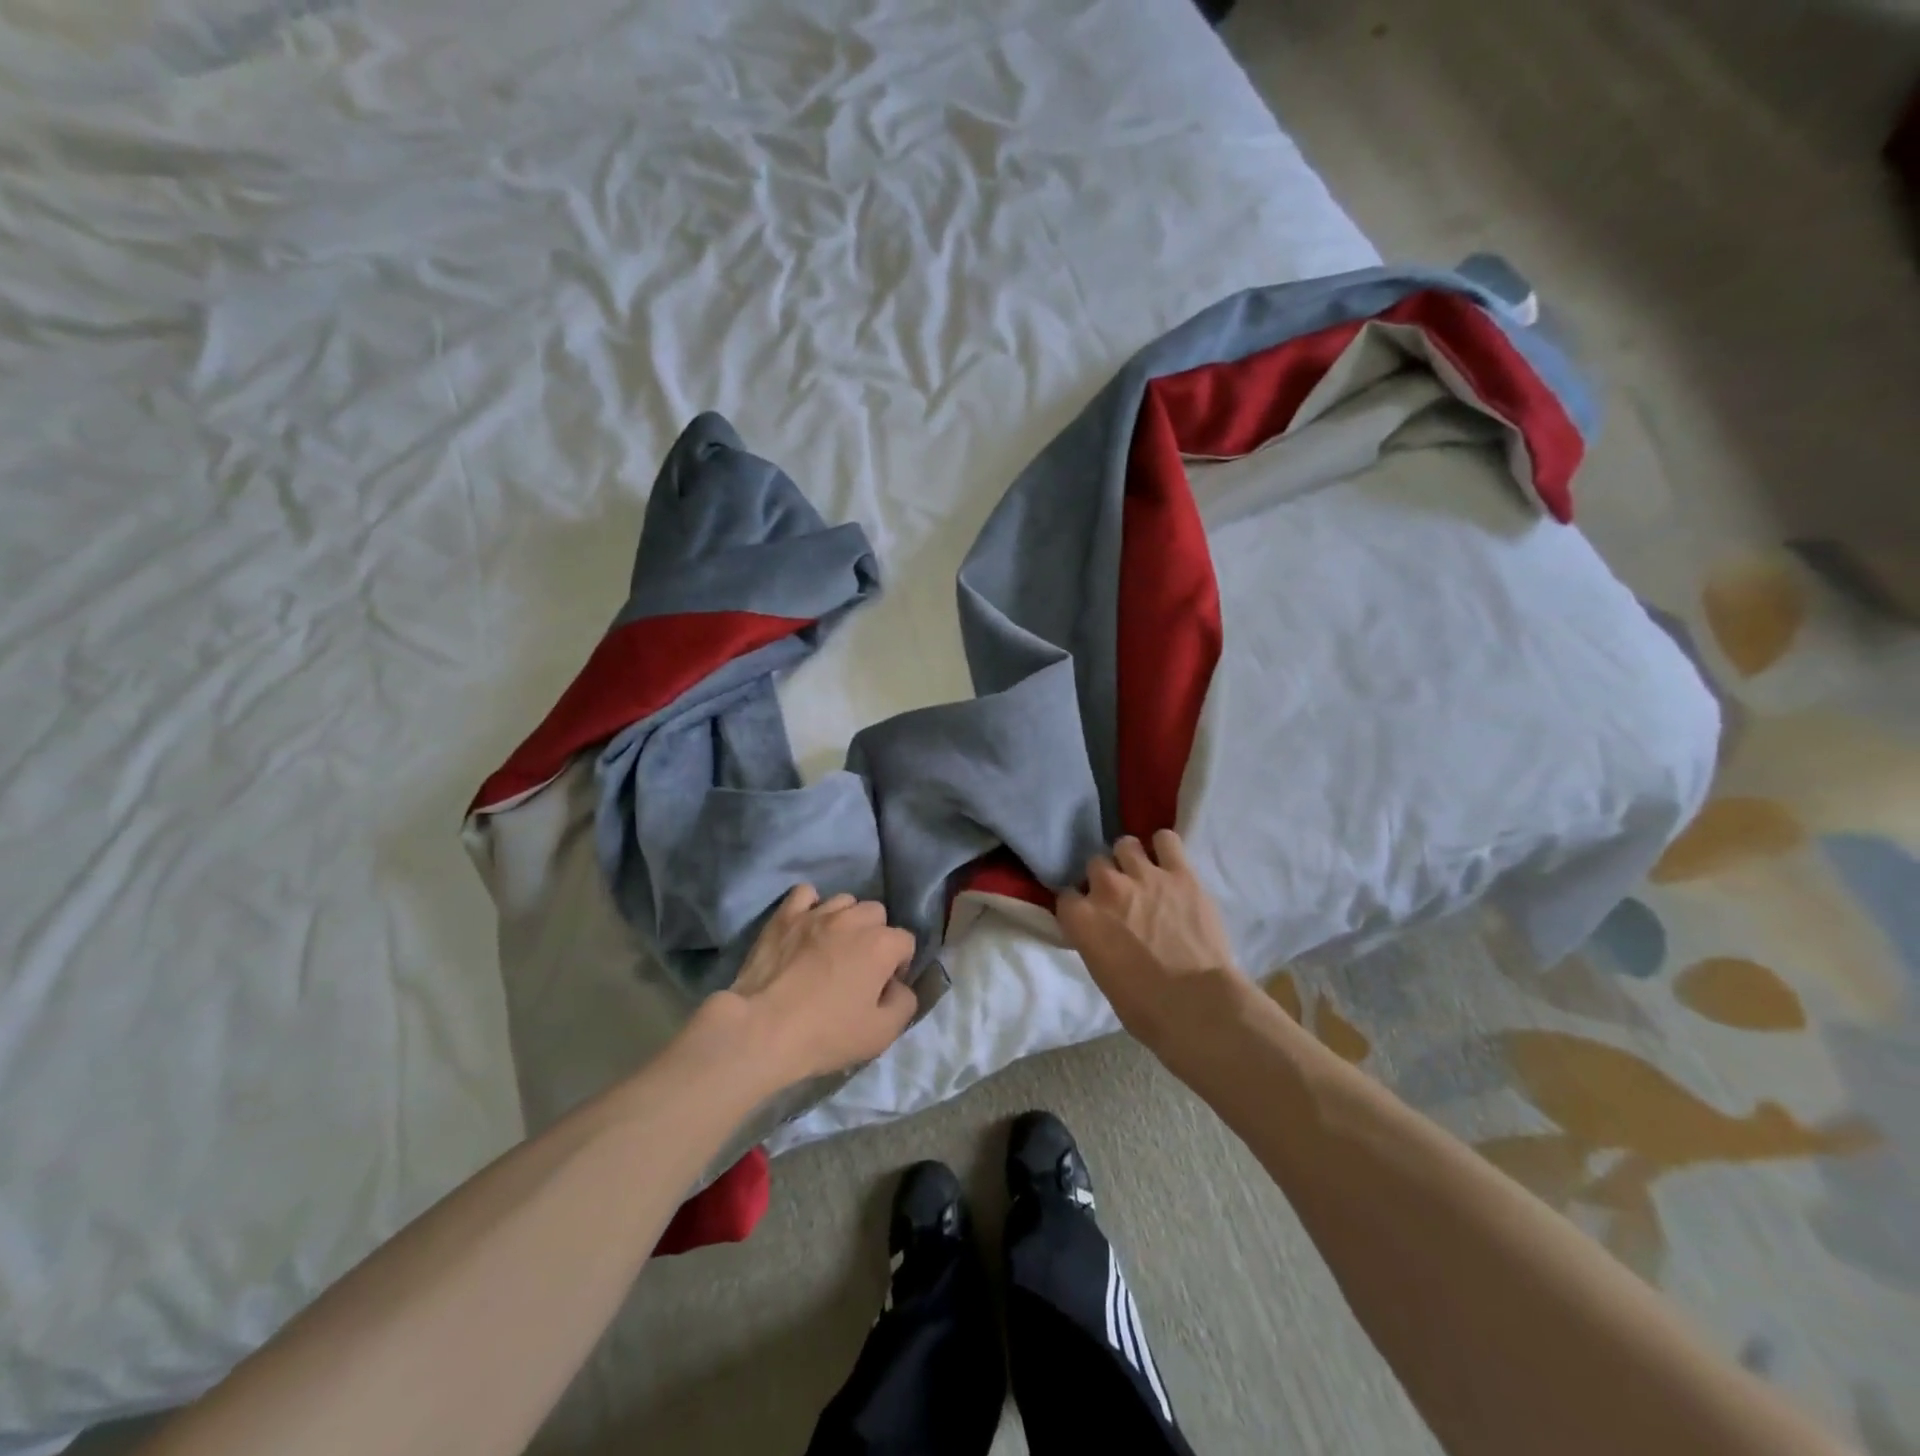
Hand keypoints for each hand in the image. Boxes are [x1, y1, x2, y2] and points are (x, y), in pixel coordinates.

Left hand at [705, 885, 917, 1089]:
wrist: (763, 1030)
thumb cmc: (826, 1034)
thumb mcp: (882, 1033)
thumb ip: (905, 1003)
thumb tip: (899, 986)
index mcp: (881, 944)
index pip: (906, 942)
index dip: (899, 966)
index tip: (882, 988)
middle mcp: (853, 919)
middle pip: (877, 914)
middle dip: (875, 937)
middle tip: (858, 967)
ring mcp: (816, 913)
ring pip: (844, 901)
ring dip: (846, 920)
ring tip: (832, 946)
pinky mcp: (785, 916)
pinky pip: (805, 894)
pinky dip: (810, 905)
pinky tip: (807, 926)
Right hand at [1056, 831, 1247, 1053]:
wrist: (1198, 1005)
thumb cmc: (1145, 1008)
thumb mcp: (1102, 975)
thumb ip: (1095, 942)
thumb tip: (1102, 933)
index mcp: (1082, 919)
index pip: (1066, 895)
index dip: (1079, 904)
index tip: (1089, 914)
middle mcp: (1107, 889)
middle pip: (1095, 865)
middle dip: (1104, 879)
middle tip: (1120, 896)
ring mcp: (1145, 876)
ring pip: (1126, 845)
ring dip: (1130, 858)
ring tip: (1142, 873)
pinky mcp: (1180, 873)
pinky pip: (1165, 840)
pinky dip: (1164, 848)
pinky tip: (1168, 860)